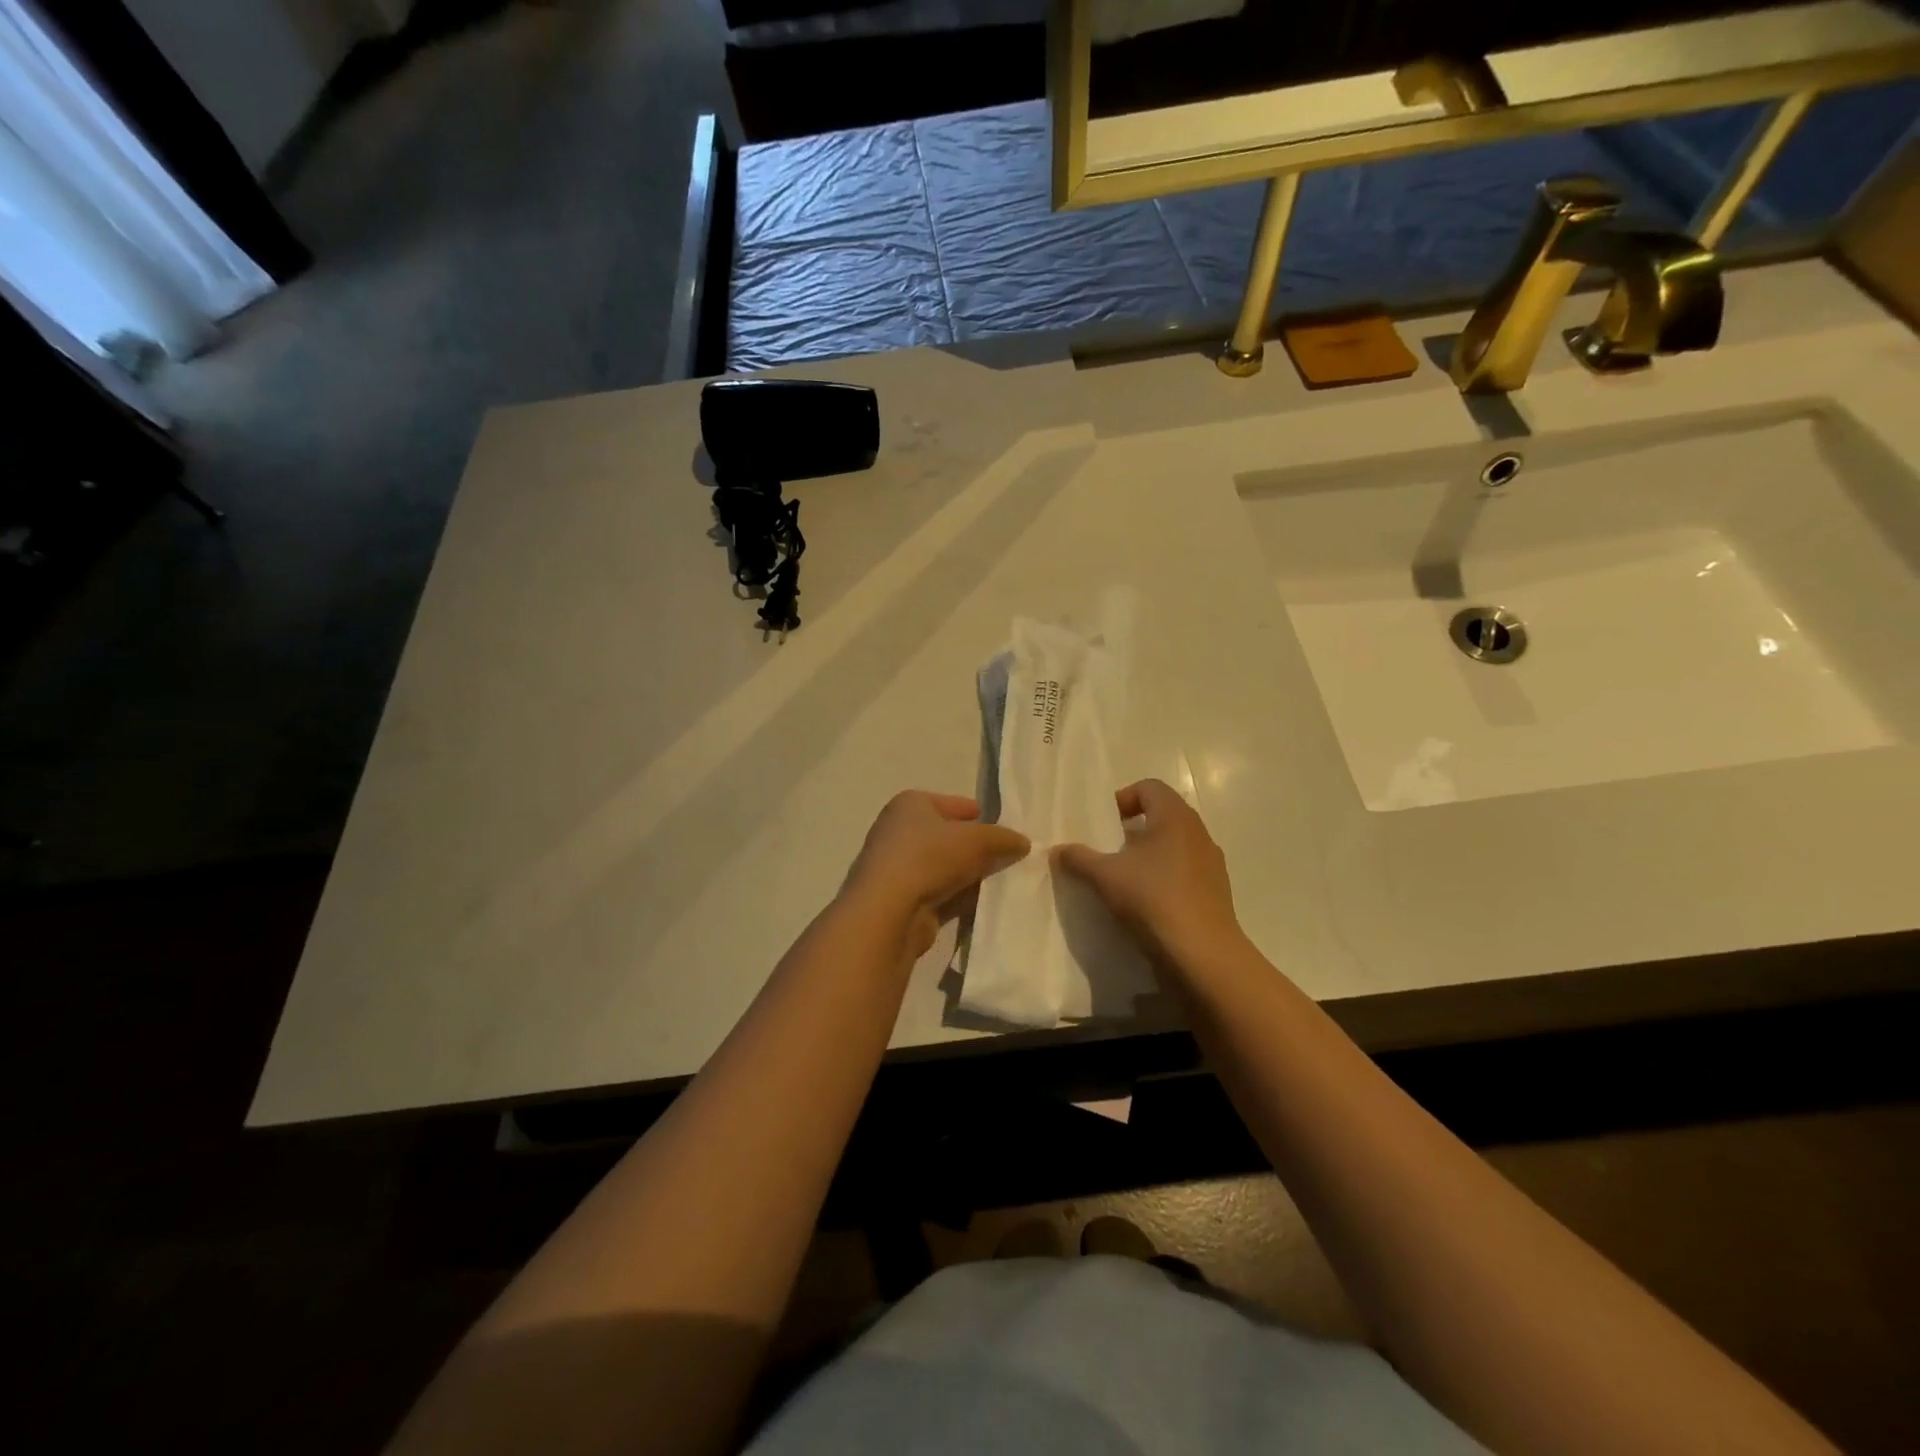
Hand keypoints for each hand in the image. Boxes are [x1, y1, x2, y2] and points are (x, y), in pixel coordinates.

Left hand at [841, 792, 1029, 957]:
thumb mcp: (977, 839)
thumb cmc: (930, 857)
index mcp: (911, 804)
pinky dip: (961, 897)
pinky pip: (941, 893)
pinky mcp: (903, 900)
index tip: (1005, 828)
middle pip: (948, 836)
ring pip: (946, 867)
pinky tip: (986, 904)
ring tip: (1005, 881)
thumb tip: (1023, 842)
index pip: (953, 804)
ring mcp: (899, 868)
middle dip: (977, 847)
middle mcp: (900, 831)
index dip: (979, 814)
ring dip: (971, 874)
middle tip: (1011, 857)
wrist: (889, 911)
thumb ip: (1003, 838)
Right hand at [1054, 779, 1242, 967]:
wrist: (1202, 954)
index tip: (1104, 825)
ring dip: (1148, 855)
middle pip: (1162, 816)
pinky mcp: (1216, 892)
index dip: (1123, 799)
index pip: (1149, 787)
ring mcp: (1211, 864)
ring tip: (1124, 879)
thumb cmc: (1153, 899)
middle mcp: (1198, 833)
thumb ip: (1079, 858)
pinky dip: (1164, 878)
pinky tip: (1146, 904)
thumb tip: (1057, 849)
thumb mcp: (1105, 876)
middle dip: (1132, 829)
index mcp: (1175, 817)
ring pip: (1174, 846)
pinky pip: (1184, 872)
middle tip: (1108, 851)